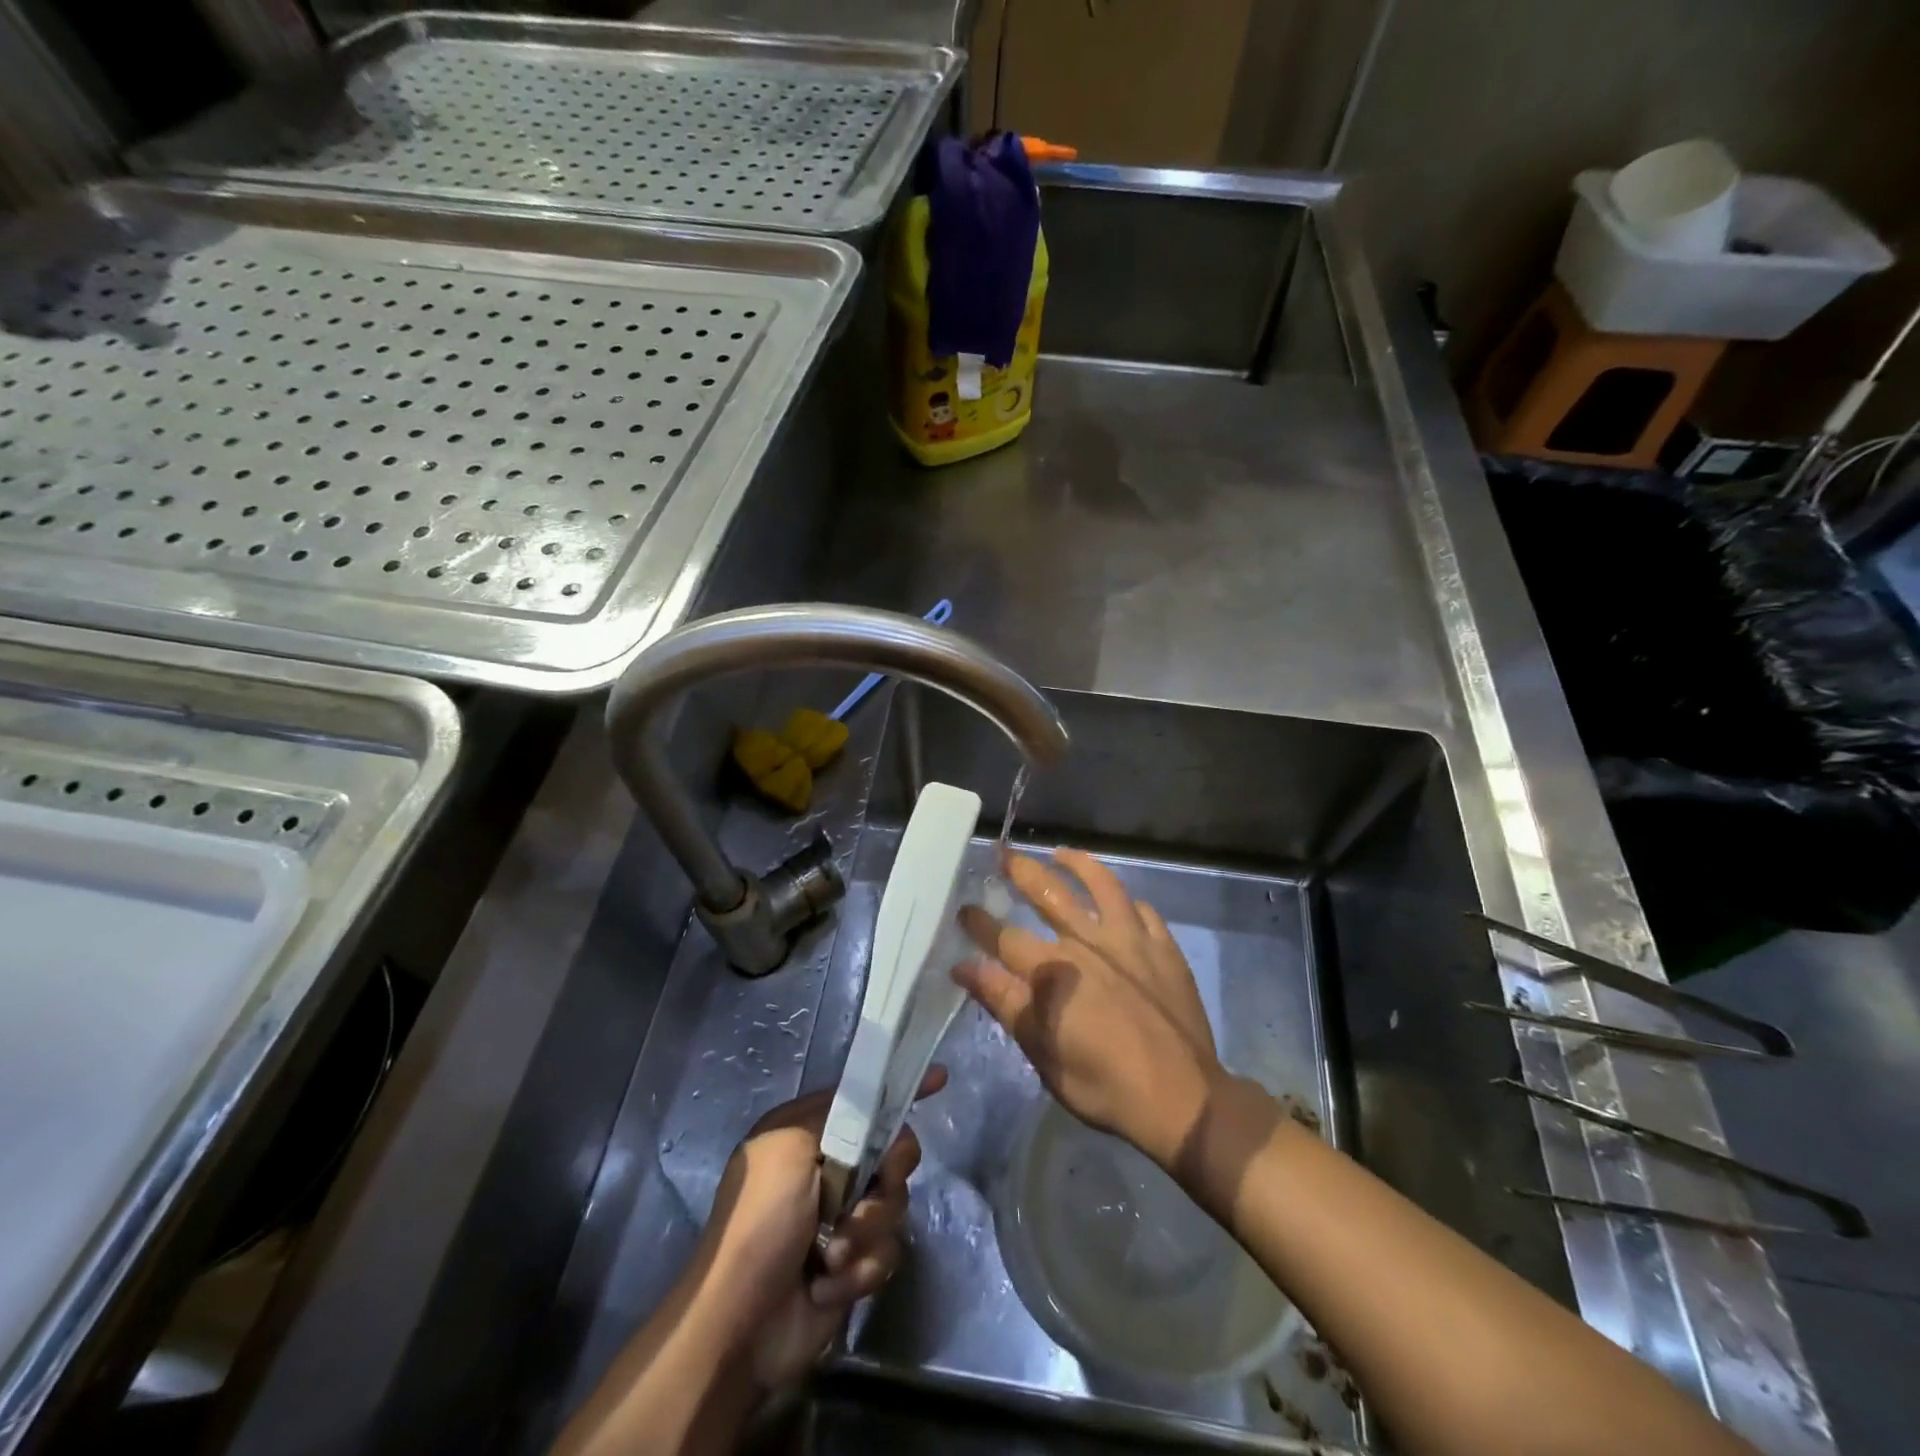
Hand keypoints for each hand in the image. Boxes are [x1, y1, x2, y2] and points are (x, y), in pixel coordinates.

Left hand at [695, 1068, 945, 1394]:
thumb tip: (875, 1112)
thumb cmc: (760, 1222)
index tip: (940, 1080)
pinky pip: (887, 1252)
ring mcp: (843, 1218)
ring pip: (893, 1204)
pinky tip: (826, 1286)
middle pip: (891, 1152)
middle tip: (867, 1195)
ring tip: (831, 1255)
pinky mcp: (854, 1264)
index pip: (864, 1099)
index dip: (899, 1091)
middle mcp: (829, 1169)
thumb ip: (838, 1116)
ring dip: (864, 1233)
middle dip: (884, 1179)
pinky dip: (859, 1270)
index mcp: (809, 1134)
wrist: (741, 1324)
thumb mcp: (788, 1146)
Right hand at [954, 847, 1224, 1168]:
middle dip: (1021, 871)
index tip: (964, 908)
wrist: (1183, 1098)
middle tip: (1004, 854)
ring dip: (1078, 864)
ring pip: (1101, 885)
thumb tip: (964, 967)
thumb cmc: (1104, 1085)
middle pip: (1049, 893)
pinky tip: (1120, 900)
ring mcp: (1131, 940)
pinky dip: (1126, 901)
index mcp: (1054, 970)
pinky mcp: (1163, 948)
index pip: (1006, 938)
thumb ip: (1005, 1002)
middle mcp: (1088, 942)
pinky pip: (1143, 911)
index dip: (980, 923)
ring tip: (1061, 853)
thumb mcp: (1042, 1052)